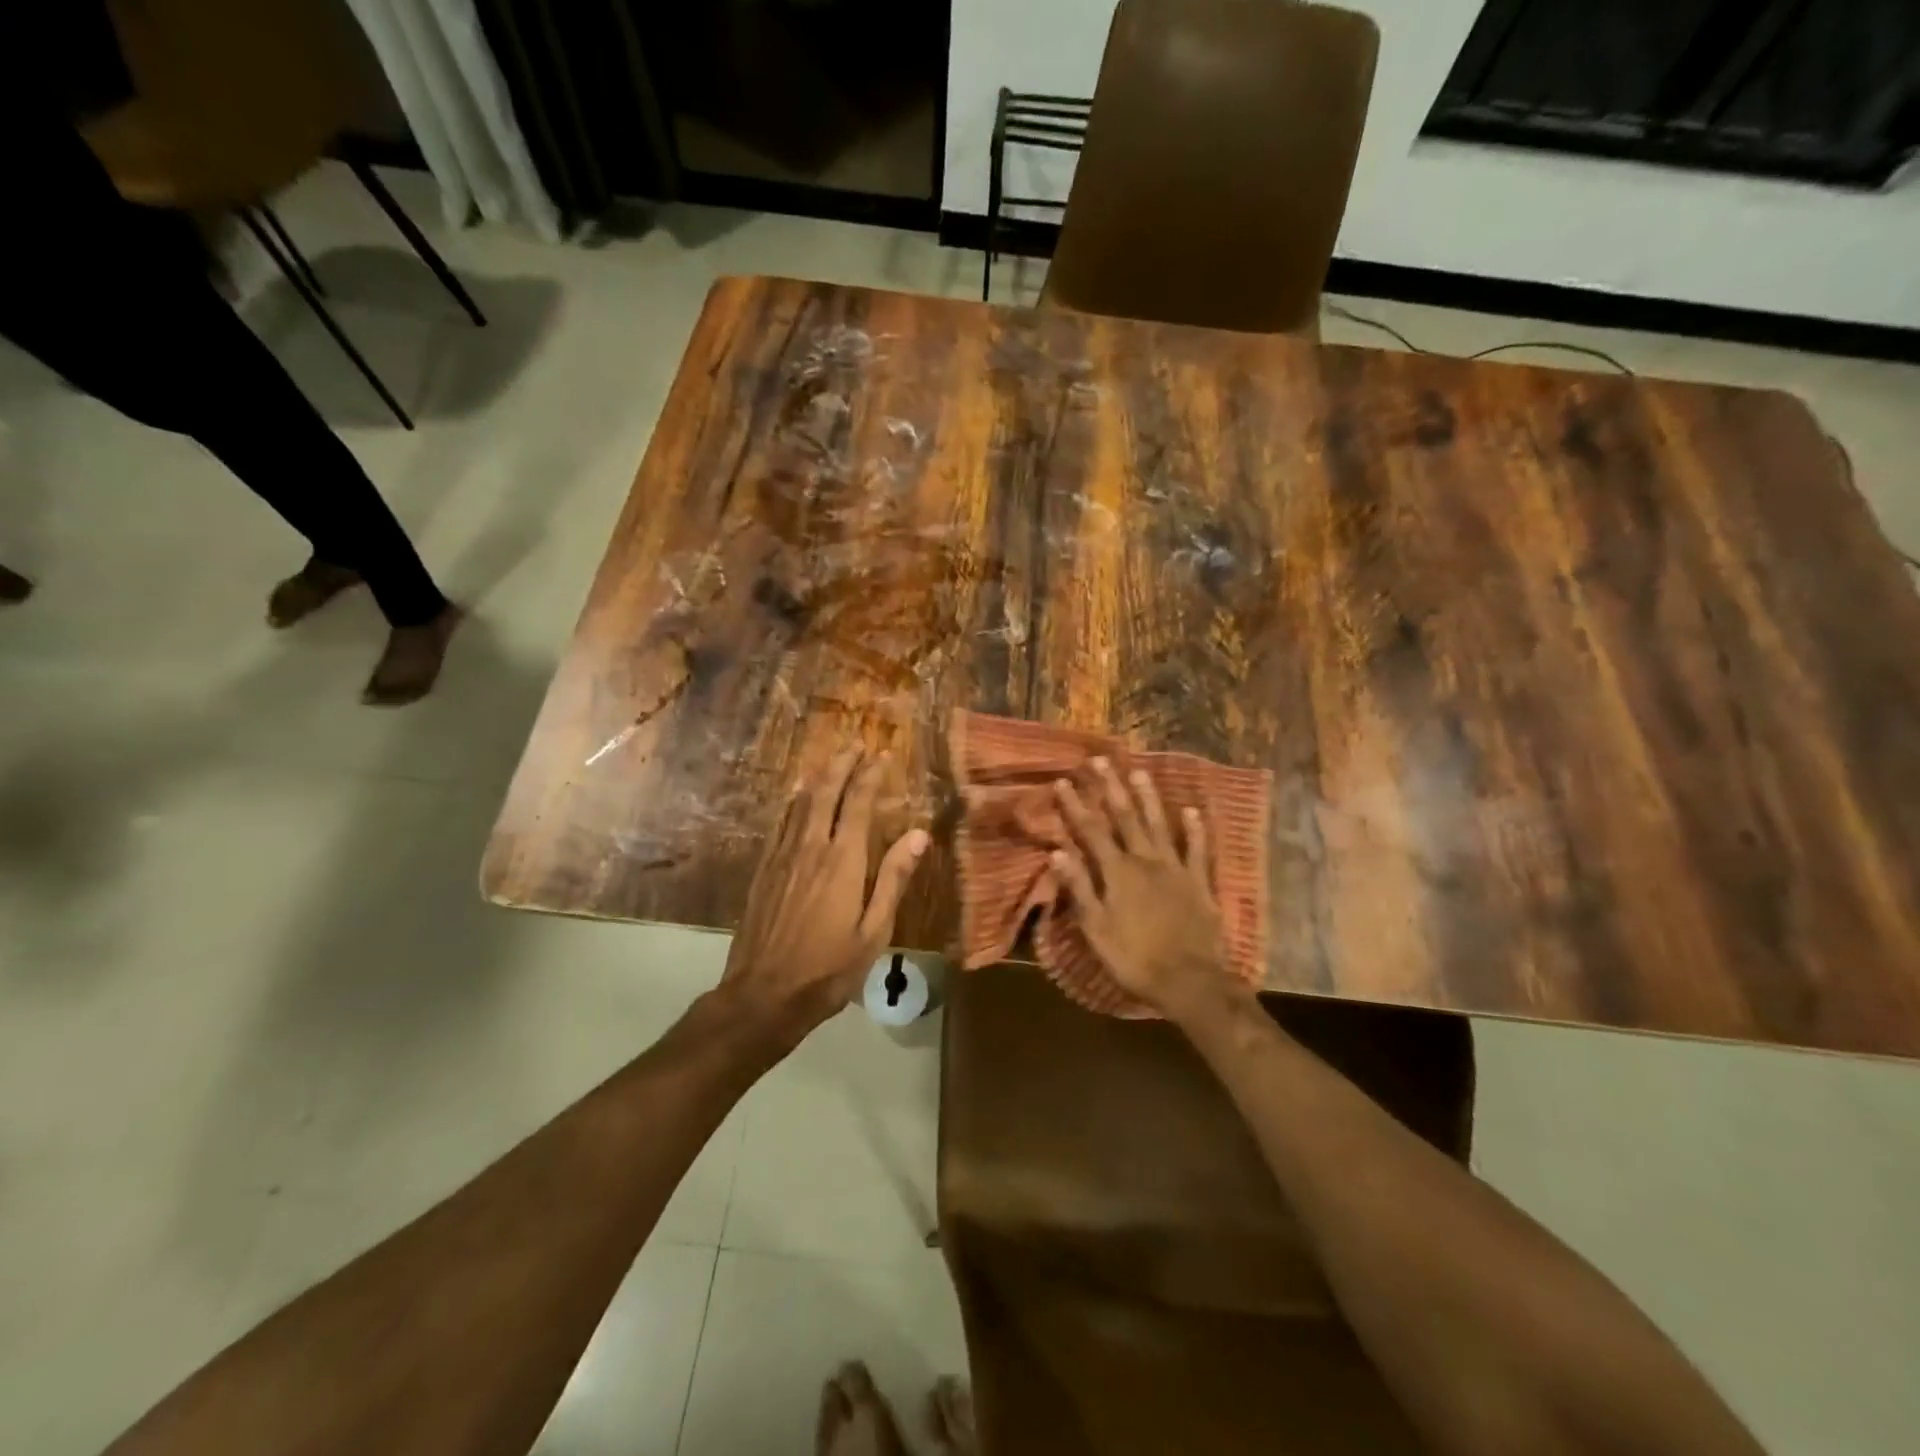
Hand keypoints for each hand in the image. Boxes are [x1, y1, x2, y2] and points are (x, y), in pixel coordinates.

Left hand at [720, 748, 929, 1048]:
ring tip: (830, 762)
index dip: (869, 775)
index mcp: (842, 860)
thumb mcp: (874, 930)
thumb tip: (920, 834)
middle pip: (825, 793)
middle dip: (841, 765)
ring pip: (800, 804)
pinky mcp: (763, 870)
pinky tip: (796, 799)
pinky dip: (792, 803)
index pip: (857, 803)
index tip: (881, 755)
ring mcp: (782, 857)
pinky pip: (779, 824)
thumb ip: (894, 878)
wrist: (763, 994)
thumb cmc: (829, 968)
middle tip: (855, 745)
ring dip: (818, 778)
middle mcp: (810, 847)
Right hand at [1049, 758, 1245, 1021]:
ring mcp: (1176, 868)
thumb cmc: (1135, 959)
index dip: (1075, 806)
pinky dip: (1195, 829)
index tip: (1063, 781)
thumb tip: (1057, 852)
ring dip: (1148, 797)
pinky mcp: (1199, 882)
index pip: (1091, 831)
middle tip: (1100, 760)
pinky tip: (1192, 810)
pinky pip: (1198, 849)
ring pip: (1159, 824)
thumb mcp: (1096, 930)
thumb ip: (1079, 889)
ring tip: (1139, 771)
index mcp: (1117, 873)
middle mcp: (1145, 861)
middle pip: (1125, 817)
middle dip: (1110, 788)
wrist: (1190, 982)